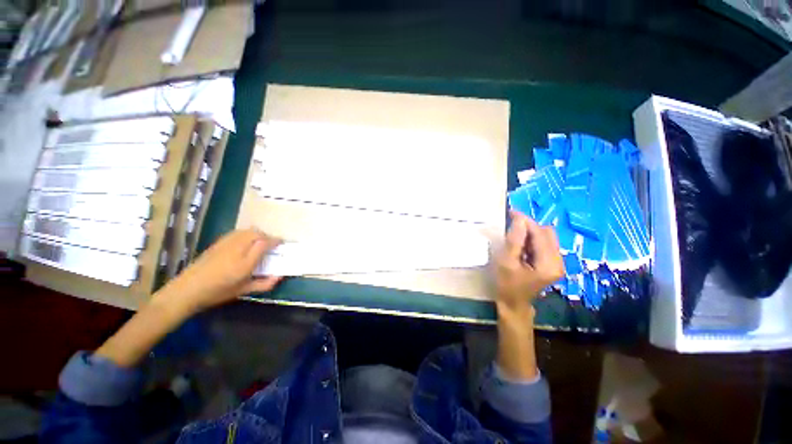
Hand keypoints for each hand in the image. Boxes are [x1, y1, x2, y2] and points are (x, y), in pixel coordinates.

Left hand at [155, 229, 282, 315]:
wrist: (187, 289)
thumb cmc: (218, 291)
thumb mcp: (243, 290)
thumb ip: (264, 283)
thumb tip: (279, 277)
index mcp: (245, 261)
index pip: (265, 243)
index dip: (275, 241)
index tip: (282, 243)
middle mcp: (237, 248)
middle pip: (257, 233)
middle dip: (267, 236)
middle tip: (271, 244)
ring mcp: (226, 243)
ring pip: (247, 231)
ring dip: (257, 234)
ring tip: (260, 242)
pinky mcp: (218, 242)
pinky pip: (237, 232)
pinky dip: (246, 234)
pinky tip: (245, 242)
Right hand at [495, 211, 563, 310]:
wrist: (514, 304)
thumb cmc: (507, 285)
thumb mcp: (507, 263)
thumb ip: (514, 241)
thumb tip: (519, 219)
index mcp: (549, 264)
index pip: (540, 234)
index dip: (526, 221)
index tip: (510, 212)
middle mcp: (558, 261)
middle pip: (547, 233)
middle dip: (528, 227)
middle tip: (510, 227)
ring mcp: (557, 263)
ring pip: (546, 237)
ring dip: (529, 233)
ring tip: (513, 238)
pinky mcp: (552, 263)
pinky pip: (543, 244)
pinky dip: (531, 240)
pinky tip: (520, 246)